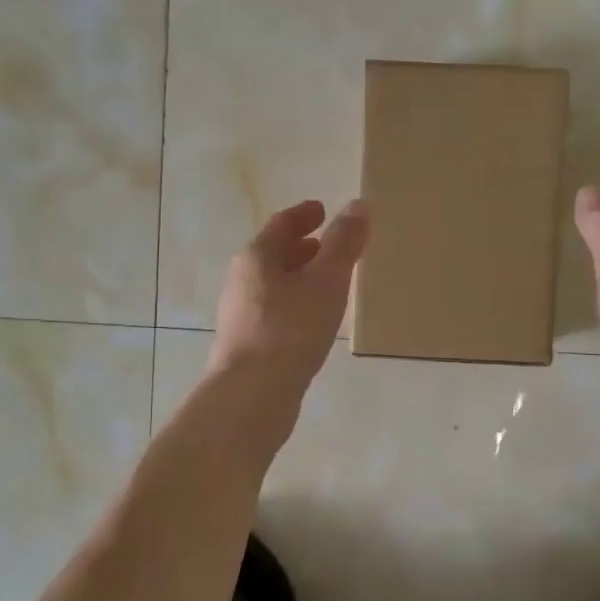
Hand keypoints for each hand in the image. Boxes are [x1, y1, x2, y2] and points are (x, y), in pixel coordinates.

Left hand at [209, 198, 368, 402]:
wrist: (252, 395)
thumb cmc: (290, 329)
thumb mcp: (326, 281)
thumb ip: (343, 244)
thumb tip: (358, 205)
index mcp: (256, 257)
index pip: (282, 224)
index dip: (305, 215)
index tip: (323, 210)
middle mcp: (242, 281)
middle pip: (274, 254)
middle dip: (302, 247)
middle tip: (330, 246)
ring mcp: (241, 316)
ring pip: (274, 285)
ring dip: (299, 278)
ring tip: (328, 283)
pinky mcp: (247, 345)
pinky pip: (275, 312)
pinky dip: (296, 305)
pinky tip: (314, 322)